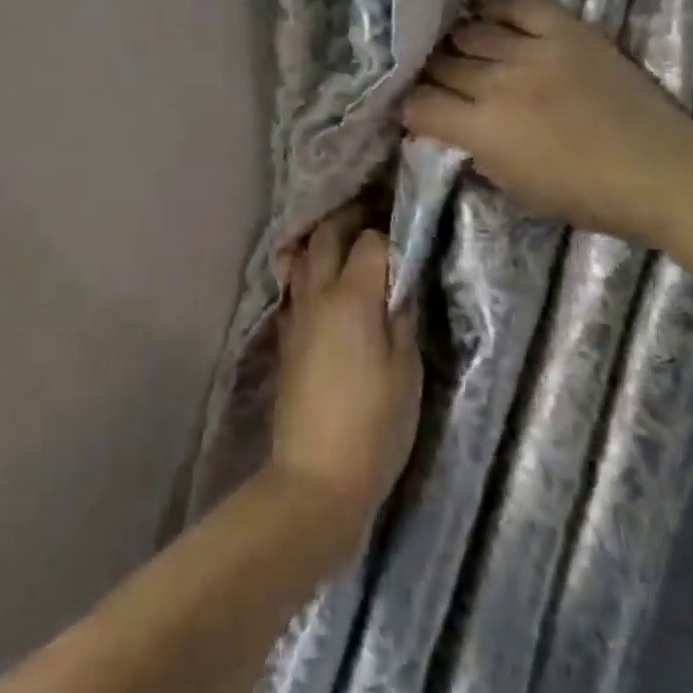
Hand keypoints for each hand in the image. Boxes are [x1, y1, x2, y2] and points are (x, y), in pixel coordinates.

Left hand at [269, 209, 421, 556]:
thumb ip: (402, 316)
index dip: (389, 231)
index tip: (407, 230)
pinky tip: (325, 281)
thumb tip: (399, 282)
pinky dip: (309, 270)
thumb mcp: (406, 370)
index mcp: (351, 297)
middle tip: (375, 216)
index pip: (369, 241)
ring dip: (323, 240)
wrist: (316, 476)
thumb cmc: (374, 425)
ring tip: (347, 240)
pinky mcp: (285, 336)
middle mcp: (316, 295)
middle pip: (326, 237)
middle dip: (350, 219)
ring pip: (302, 257)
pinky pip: (294, 286)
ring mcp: (295, 314)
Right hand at [400, 0, 692, 247]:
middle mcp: (499, 83)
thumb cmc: (586, 196)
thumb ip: (474, 155)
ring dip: (459, 46)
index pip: (419, 104)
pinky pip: (518, 2)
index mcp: (483, 131)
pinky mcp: (568, 30)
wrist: (662, 172)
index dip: (410, 109)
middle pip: (440, 65)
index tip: (417, 114)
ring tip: (466, 54)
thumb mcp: (514, 190)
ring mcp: (534, 51)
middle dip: (431, 77)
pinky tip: (493, 21)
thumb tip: (450, 130)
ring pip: (469, 32)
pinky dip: (498, 9)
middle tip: (440, 85)